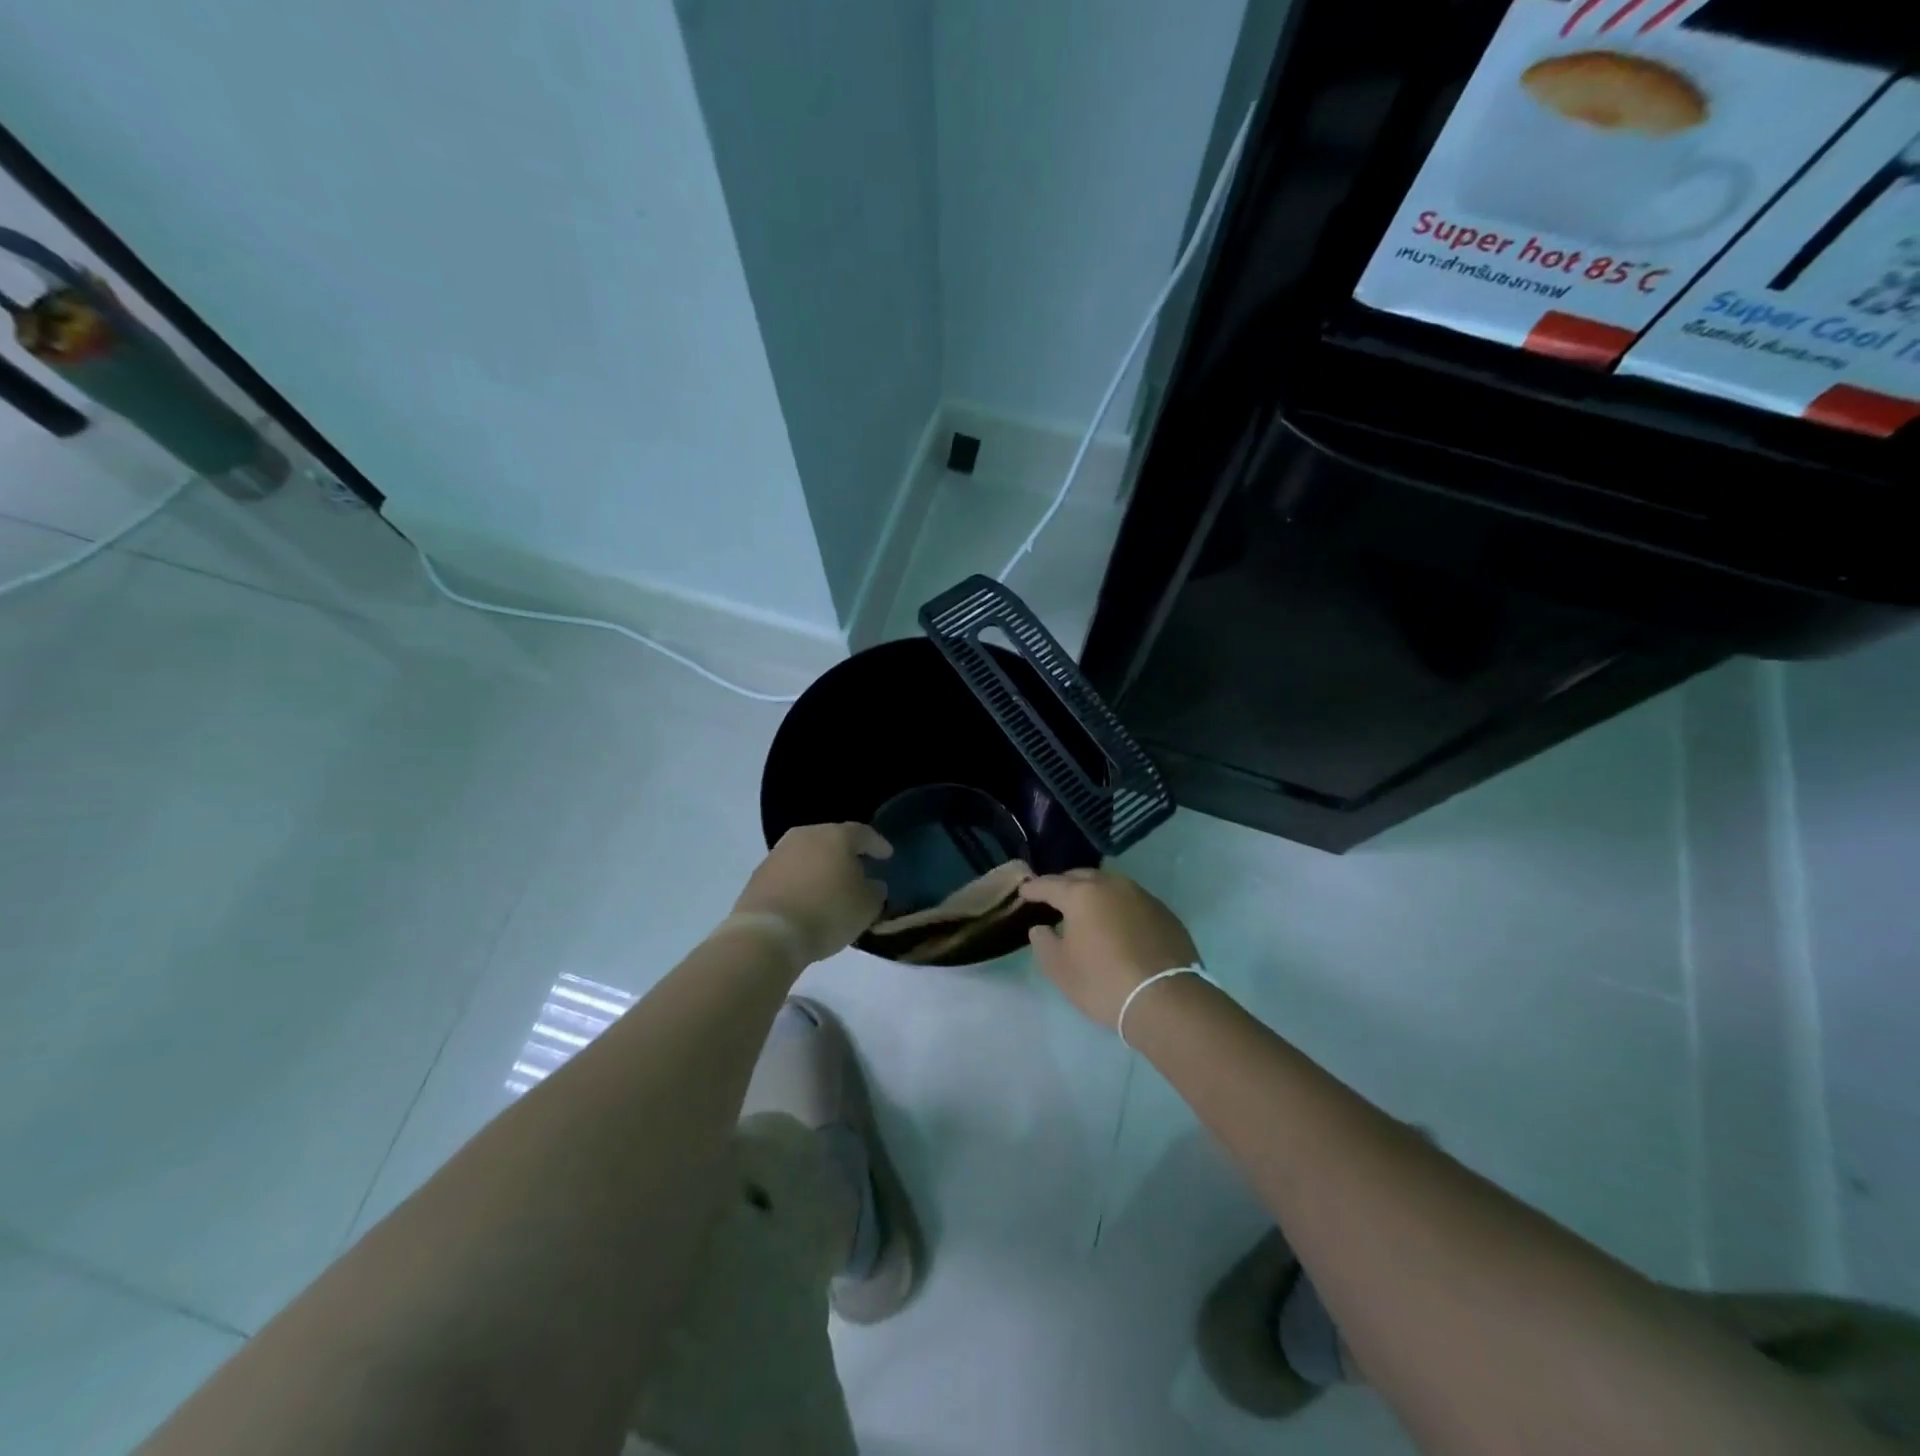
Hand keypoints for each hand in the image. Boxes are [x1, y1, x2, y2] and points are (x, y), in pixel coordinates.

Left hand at [732, 823, 890, 964]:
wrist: (768, 934)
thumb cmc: (827, 913)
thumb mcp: (866, 906)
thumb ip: (875, 891)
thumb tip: (872, 884)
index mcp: (836, 836)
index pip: (863, 833)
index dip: (877, 844)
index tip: (887, 855)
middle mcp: (805, 836)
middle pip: (832, 839)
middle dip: (846, 853)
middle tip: (859, 868)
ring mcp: (778, 854)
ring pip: (808, 854)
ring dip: (821, 867)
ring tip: (831, 885)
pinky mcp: (759, 875)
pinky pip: (789, 873)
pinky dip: (801, 881)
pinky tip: (807, 898)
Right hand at [1018, 869, 1199, 1027]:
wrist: (1166, 999)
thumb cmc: (1103, 982)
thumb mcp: (1061, 969)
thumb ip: (1044, 943)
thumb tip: (1041, 928)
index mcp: (1081, 894)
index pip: (1049, 884)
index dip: (1033, 888)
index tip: (1024, 892)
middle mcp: (1111, 885)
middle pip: (1081, 877)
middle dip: (1065, 884)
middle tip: (1054, 898)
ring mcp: (1141, 895)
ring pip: (1109, 885)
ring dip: (1094, 893)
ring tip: (1086, 910)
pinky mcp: (1163, 911)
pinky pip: (1131, 901)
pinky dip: (1118, 907)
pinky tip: (1117, 925)